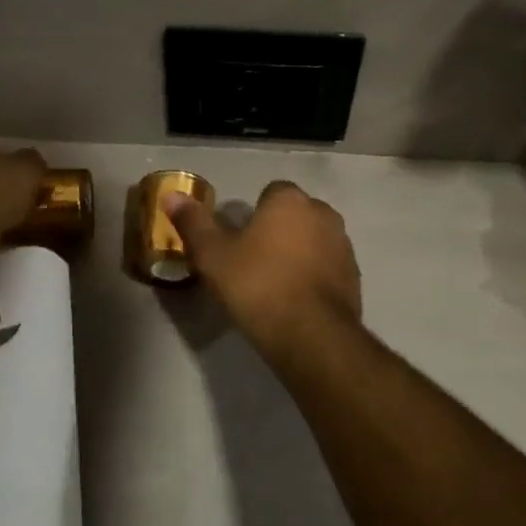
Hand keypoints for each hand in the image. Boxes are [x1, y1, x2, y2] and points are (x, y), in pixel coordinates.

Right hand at [164, 181, 361, 356]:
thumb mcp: (212, 256)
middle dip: (278, 231)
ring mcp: (343, 245)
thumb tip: (171, 196)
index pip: (271, 192)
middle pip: (295, 215)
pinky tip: (295, 301)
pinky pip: (327, 267)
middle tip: (252, 261)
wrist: (310, 334)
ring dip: (298, 253)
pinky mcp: (354, 276)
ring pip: (314, 240)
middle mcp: (323, 214)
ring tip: (273, 284)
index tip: (238, 241)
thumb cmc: (256, 285)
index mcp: (289, 201)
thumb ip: (193, 223)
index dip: (253, 215)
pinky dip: (313, 276)